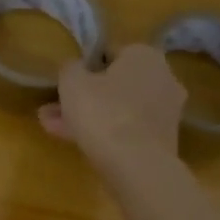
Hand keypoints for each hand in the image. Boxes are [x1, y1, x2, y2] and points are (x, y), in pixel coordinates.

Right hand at [39, 44, 185, 174]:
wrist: (136, 166)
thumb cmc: (103, 112)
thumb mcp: (72, 82)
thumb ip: (70, 68)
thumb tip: (75, 68)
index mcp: (145, 55)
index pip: (110, 53)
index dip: (84, 68)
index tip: (65, 83)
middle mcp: (163, 78)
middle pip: (114, 85)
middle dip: (84, 97)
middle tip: (54, 108)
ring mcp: (166, 112)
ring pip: (118, 109)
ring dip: (89, 116)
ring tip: (53, 128)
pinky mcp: (163, 140)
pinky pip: (127, 130)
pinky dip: (105, 134)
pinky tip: (74, 142)